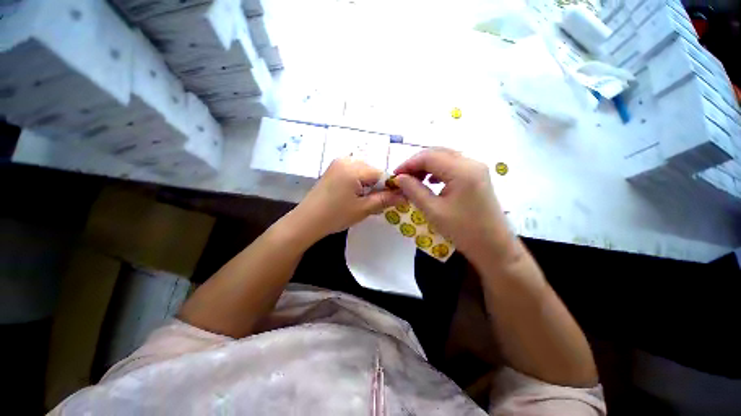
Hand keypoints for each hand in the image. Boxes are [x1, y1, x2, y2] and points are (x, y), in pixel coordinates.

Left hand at [292, 158, 404, 240]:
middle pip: (373, 171)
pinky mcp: (333, 169)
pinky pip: (354, 172)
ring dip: (369, 185)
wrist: (307, 221)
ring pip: (364, 171)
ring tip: (364, 200)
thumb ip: (386, 199)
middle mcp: (346, 159)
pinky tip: (355, 195)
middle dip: (378, 186)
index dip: (390, 187)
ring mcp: (338, 163)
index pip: (382, 173)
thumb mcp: (364, 209)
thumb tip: (406, 195)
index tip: (393, 200)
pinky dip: (359, 182)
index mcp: (354, 168)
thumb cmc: (335, 216)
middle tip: (376, 203)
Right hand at [394, 149, 512, 261]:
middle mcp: (472, 163)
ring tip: (414, 179)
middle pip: (438, 153)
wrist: (493, 246)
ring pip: (445, 157)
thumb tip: (399, 178)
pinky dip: (438, 170)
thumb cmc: (462, 231)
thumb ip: (414, 190)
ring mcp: (477, 168)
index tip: (395, 175)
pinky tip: (430, 180)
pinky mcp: (477, 176)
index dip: (408, 163)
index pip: (429, 157)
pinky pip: (453, 166)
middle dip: (417, 163)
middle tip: (402, 177)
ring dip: (427, 166)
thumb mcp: (433, 211)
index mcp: (462, 171)